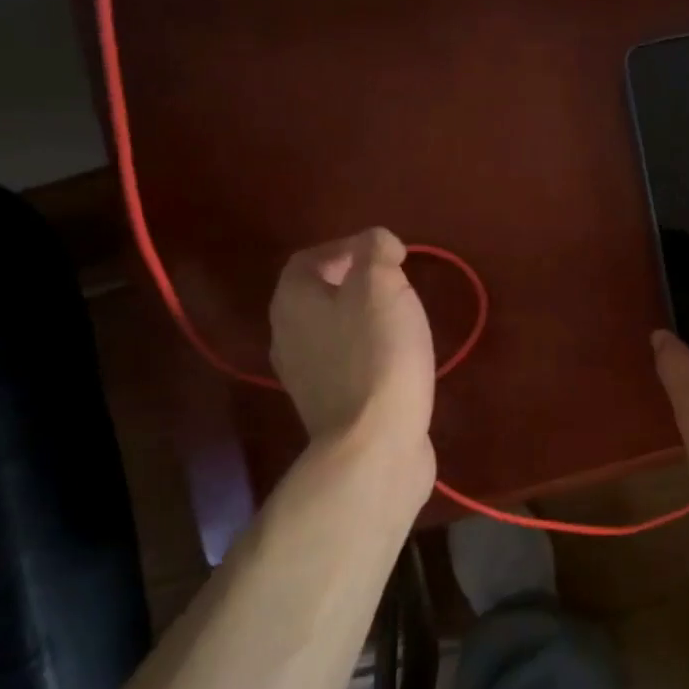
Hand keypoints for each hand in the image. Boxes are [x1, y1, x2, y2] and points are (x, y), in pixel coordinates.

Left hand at [269, 228, 435, 475]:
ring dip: (364, 319)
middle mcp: (287, 336)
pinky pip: (346, 364)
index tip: (389, 255)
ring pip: (332, 331)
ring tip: (402, 319)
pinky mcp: (329, 406)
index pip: (309, 258)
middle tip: (398, 284)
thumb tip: (378, 244)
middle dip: (357, 283)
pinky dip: (369, 352)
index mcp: (292, 301)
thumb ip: (376, 251)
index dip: (348, 247)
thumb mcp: (382, 285)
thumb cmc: (378, 354)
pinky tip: (398, 359)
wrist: (375, 444)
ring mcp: (305, 376)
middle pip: (318, 295)